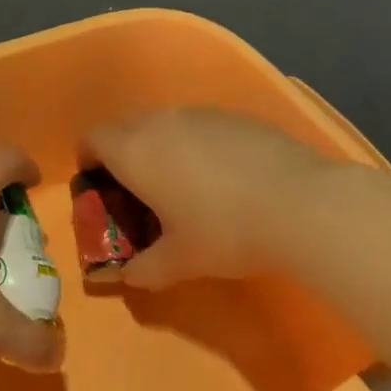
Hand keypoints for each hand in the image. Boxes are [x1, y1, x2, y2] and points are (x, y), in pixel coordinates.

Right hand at [82, 108, 337, 287]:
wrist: (302, 204)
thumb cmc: (225, 232)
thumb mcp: (180, 262)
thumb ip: (145, 268)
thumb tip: (129, 276)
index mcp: (134, 151)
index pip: (92, 138)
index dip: (88, 160)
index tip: (100, 187)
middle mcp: (160, 122)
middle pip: (125, 127)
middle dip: (123, 154)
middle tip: (139, 192)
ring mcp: (200, 114)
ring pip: (164, 124)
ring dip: (161, 147)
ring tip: (185, 186)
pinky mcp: (235, 116)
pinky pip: (200, 125)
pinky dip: (197, 145)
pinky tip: (225, 178)